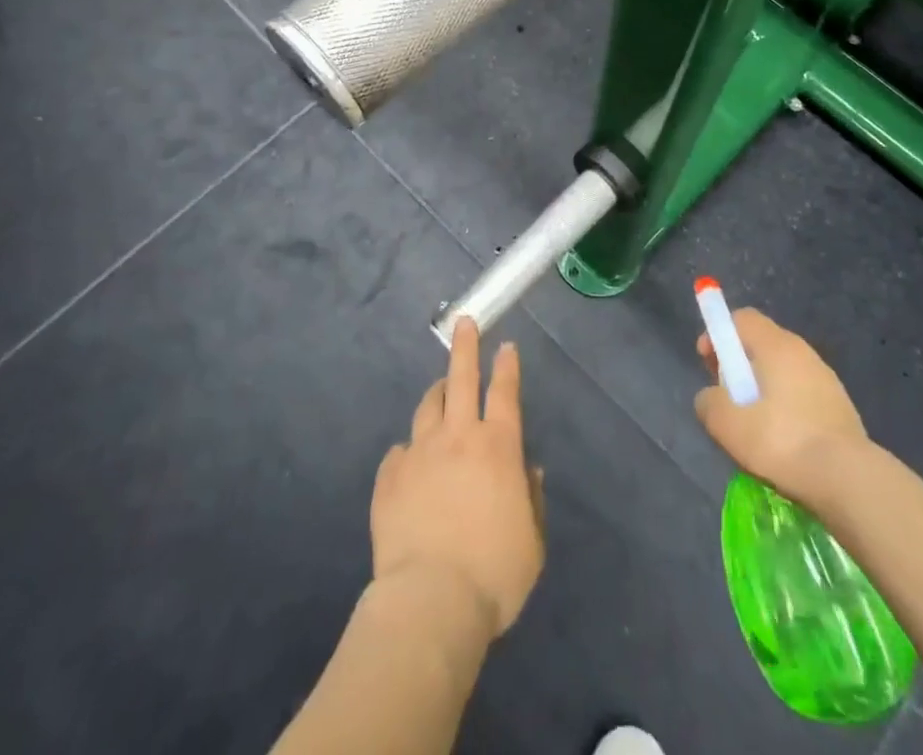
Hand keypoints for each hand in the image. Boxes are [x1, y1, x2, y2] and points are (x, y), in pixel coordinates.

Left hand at [370, 318, 544, 637]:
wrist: (430, 600)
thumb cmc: (494, 574)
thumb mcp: (531, 543)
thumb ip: (531, 500)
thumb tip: (529, 471)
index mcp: (498, 447)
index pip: (504, 392)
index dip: (507, 367)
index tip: (506, 345)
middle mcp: (458, 438)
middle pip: (461, 379)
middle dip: (465, 347)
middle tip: (464, 323)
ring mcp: (420, 453)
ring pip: (427, 407)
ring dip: (436, 392)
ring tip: (439, 387)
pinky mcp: (390, 477)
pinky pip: (399, 452)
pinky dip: (409, 451)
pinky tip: (409, 460)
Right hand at [695, 307, 869, 501]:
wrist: (850, 480)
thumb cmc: (782, 442)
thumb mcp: (727, 424)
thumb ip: (709, 402)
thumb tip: (711, 397)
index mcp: (776, 345)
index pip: (742, 318)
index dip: (718, 334)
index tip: (707, 362)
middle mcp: (803, 352)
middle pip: (761, 343)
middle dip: (738, 364)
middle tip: (727, 396)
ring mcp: (826, 378)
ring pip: (782, 370)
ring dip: (762, 388)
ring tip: (753, 425)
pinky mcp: (840, 406)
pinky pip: (801, 394)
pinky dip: (785, 407)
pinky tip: (782, 440)